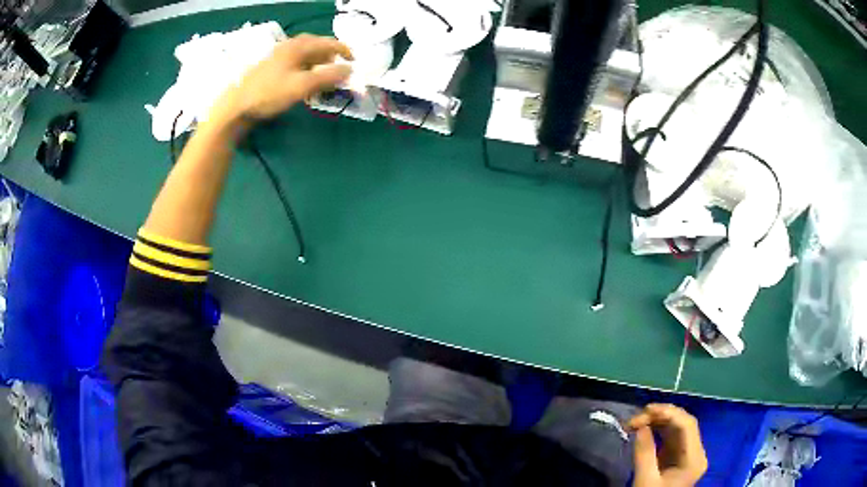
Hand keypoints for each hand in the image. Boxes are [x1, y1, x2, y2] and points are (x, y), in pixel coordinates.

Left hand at [212, 34, 352, 123]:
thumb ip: (328, 76)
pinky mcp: (271, 68)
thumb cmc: (270, 93)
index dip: (344, 51)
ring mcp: (278, 56)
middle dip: (330, 57)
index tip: (355, 61)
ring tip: (324, 78)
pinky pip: (296, 63)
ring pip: (305, 55)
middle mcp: (289, 46)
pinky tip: (305, 82)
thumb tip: (350, 70)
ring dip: (318, 64)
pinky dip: (306, 69)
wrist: (236, 106)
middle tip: (339, 70)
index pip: (328, 43)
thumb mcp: (302, 85)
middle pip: (316, 46)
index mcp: (298, 46)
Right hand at [628, 404, 707, 486]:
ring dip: (658, 421)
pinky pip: (671, 437)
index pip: (688, 425)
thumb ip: (644, 453)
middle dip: (661, 416)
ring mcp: (688, 454)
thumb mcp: (645, 481)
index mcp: (695, 458)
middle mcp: (696, 452)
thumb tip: (639, 426)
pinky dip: (658, 430)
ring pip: (677, 428)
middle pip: (684, 424)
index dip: (669, 412)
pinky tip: (645, 428)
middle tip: (637, 417)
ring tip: (637, 421)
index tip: (645, 410)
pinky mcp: (678, 457)